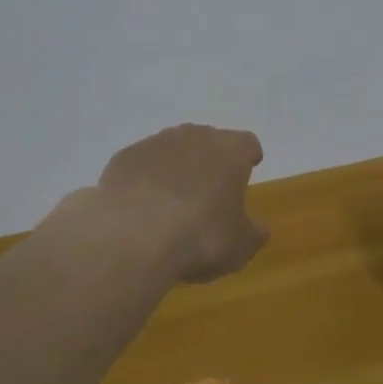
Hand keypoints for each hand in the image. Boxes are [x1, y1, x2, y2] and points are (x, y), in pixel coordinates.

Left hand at [90, 124, 268, 283]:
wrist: (133, 236)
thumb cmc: (200, 237)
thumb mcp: (241, 246)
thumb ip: (254, 233)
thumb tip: (258, 228)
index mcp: (230, 152)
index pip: (248, 144)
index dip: (249, 157)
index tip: (248, 169)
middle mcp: (194, 137)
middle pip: (209, 141)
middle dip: (210, 161)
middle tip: (209, 190)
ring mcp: (155, 143)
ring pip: (172, 149)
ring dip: (175, 168)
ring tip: (172, 201)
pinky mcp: (124, 157)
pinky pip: (141, 165)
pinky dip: (144, 180)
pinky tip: (141, 207)